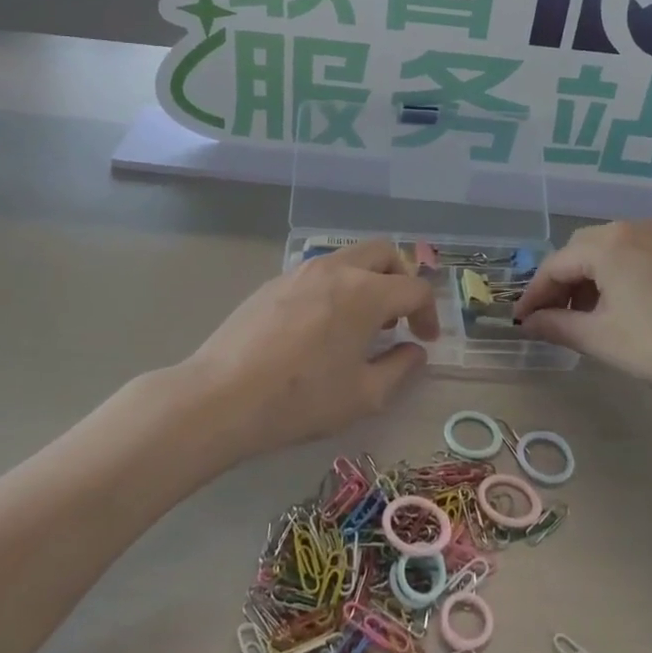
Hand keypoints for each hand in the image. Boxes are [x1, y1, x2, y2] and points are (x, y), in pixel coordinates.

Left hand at [183, 240, 439, 460]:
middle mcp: (336, 269)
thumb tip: (414, 350)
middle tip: (398, 317)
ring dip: (367, 279)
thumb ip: (400, 368)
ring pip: (349, 257)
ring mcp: (301, 271)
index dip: (429, 314)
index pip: (415, 288)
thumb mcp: (364, 396)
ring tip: (360, 322)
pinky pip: (319, 272)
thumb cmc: (301, 399)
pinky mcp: (274, 281)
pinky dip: (336, 286)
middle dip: (401, 279)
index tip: (424, 340)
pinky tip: (321, 326)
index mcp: (365, 292)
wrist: (222, 396)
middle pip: (384, 253)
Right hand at [513, 219, 651, 409]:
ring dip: (589, 279)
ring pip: (608, 251)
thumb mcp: (600, 338)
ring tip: (584, 317)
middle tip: (551, 319)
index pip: (556, 265)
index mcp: (607, 244)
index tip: (520, 321)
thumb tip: (527, 323)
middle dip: (561, 284)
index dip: (534, 294)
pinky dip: (617, 275)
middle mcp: (631, 227)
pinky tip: (618, 305)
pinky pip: (634, 254)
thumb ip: (556, 325)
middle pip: (581, 251)